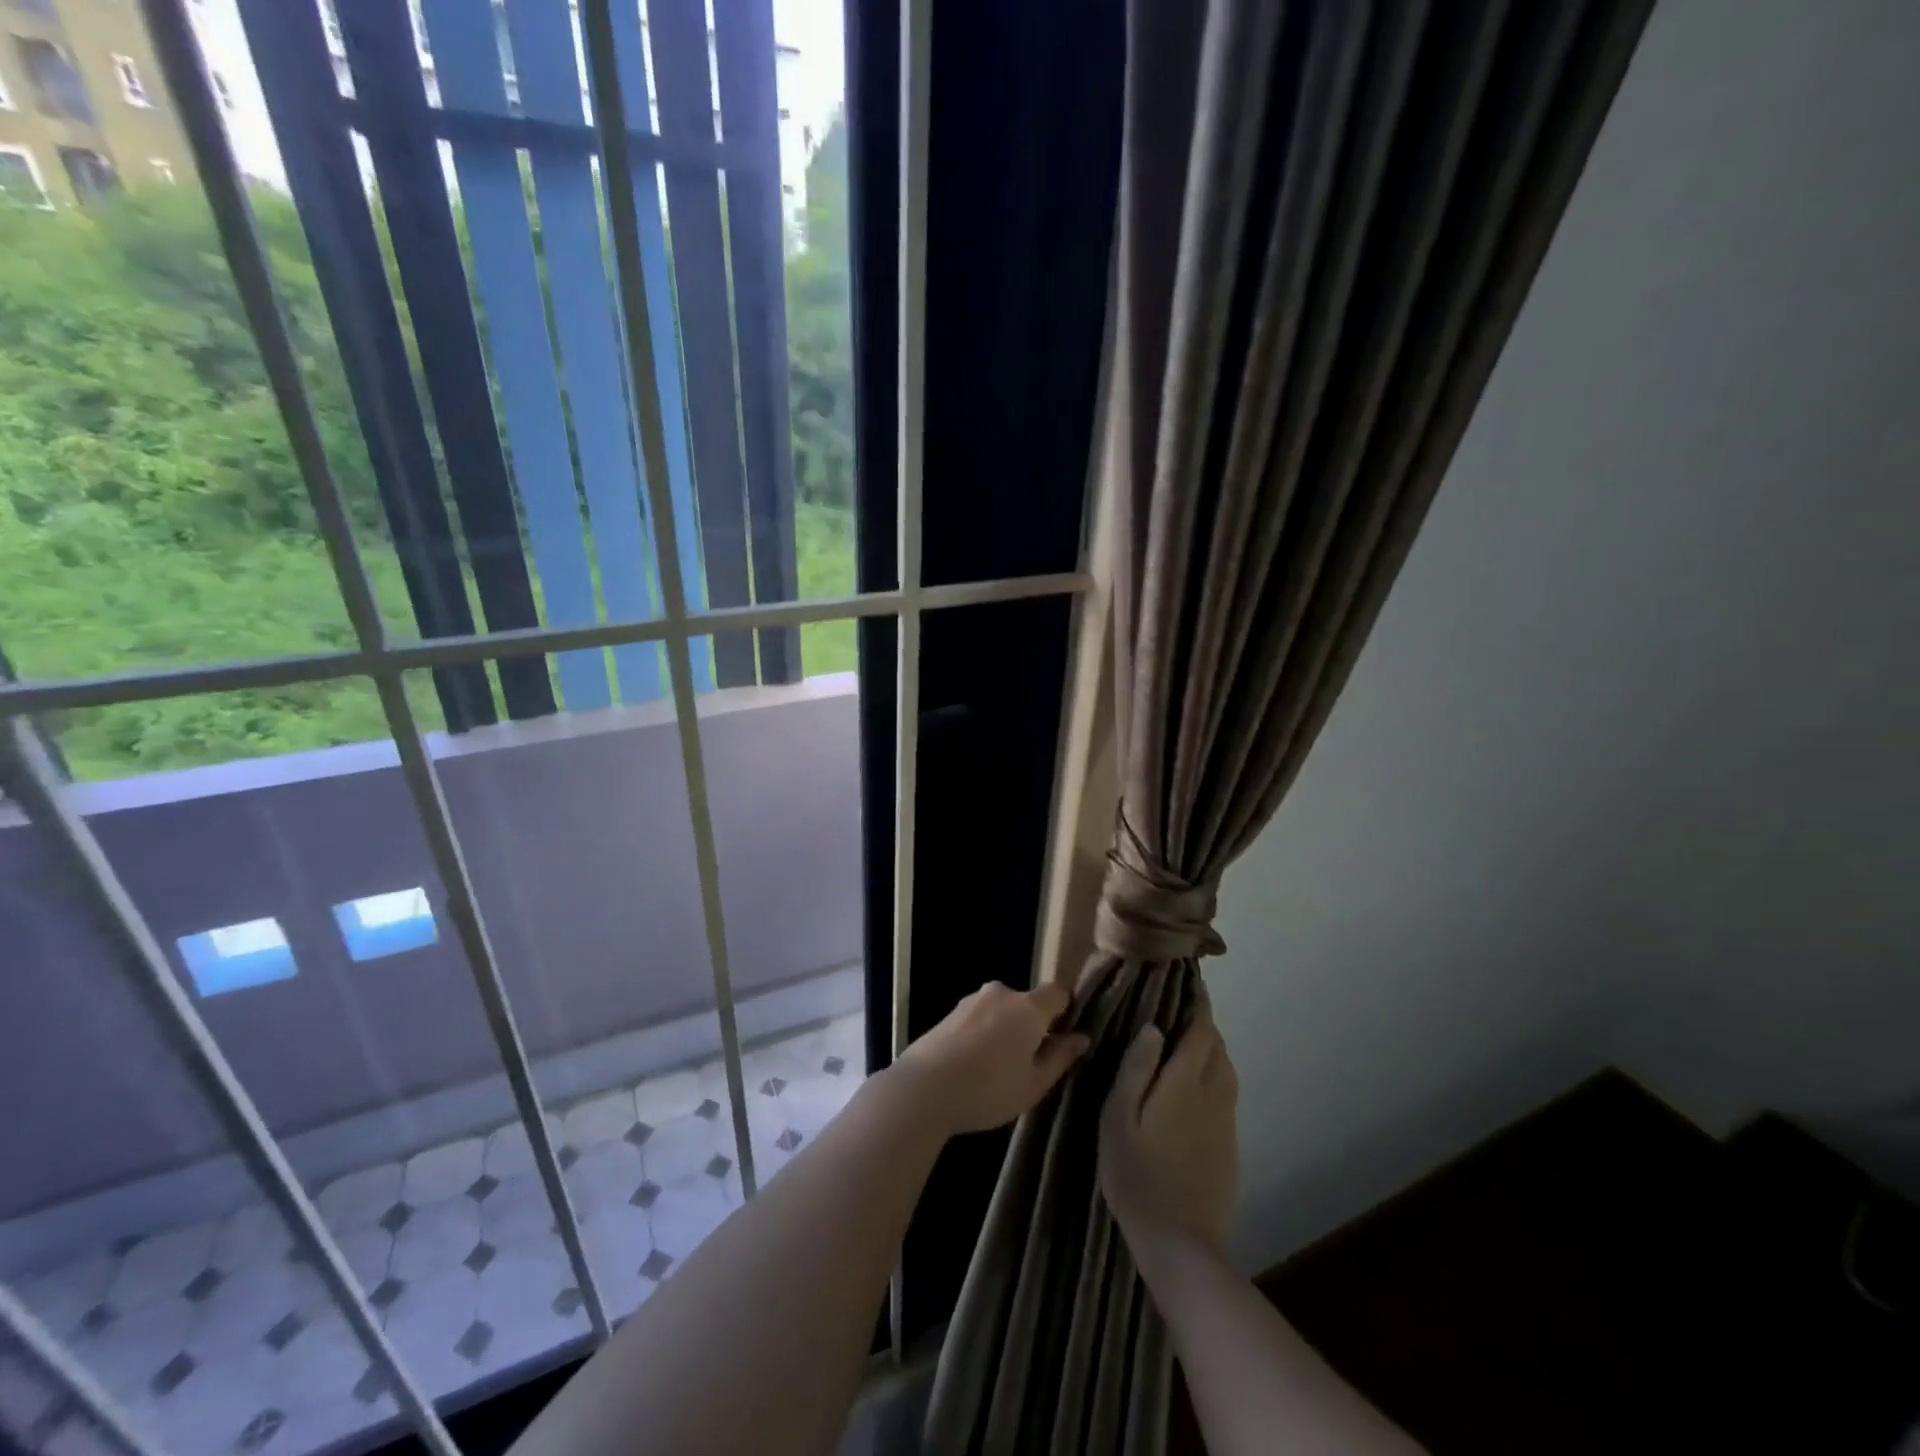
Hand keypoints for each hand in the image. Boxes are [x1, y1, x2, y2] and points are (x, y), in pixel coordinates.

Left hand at [890, 981, 1089, 1136]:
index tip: (1064, 1039)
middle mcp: (1002, 993)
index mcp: (1028, 1007)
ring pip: (1002, 1011)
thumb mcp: (1034, 1084)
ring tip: (997, 1070)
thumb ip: (1060, 1057)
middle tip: (1030, 1065)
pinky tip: (974, 1066)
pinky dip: (984, 1034)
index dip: (1066, 1011)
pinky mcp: (951, 1012)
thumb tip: (1081, 1037)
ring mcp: (973, 1000)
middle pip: (1028, 1003)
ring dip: (1006, 1031)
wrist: (924, 1088)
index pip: (1058, 992)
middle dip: (1033, 1026)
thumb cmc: (989, 1089)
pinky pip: (980, 1018)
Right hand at [1100, 992, 1238, 1253]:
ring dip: (1211, 1051)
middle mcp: (1214, 1095)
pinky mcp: (1229, 1147)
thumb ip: (1136, 1069)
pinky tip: (1194, 1091)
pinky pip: (1226, 1097)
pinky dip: (1214, 1078)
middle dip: (1204, 1025)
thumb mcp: (1119, 1119)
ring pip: (1226, 1072)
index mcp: (1186, 1083)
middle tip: (1180, 1011)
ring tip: (1188, 1045)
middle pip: (1218, 1048)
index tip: (1192, 982)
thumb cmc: (1138, 1176)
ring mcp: (1226, 1123)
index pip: (1201, 1030)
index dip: (1199, 1004)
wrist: (1181, 1245)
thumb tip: (1152, 1027)